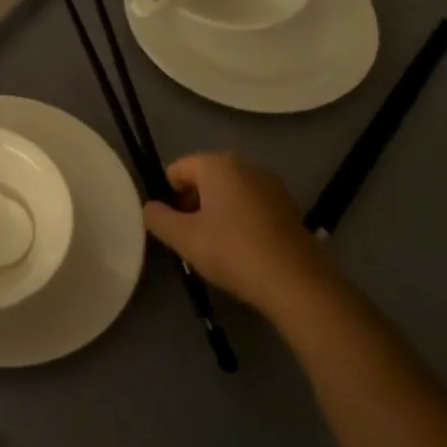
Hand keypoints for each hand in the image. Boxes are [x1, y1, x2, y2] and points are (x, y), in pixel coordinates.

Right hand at [144, 154, 339, 323]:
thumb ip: (158, 218)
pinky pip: (250, 204)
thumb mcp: (183, 238)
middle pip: (203, 179)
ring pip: (227, 192)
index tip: (173, 227)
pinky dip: (239, 220)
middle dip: (192, 204)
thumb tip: (150, 208)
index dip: (168, 197)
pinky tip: (242, 249)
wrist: (296, 282)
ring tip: (216, 247)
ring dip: (215, 213)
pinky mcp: (288, 206)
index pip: (176, 170)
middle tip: (191, 238)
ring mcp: (271, 184)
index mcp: (218, 164)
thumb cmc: (232, 251)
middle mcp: (245, 164)